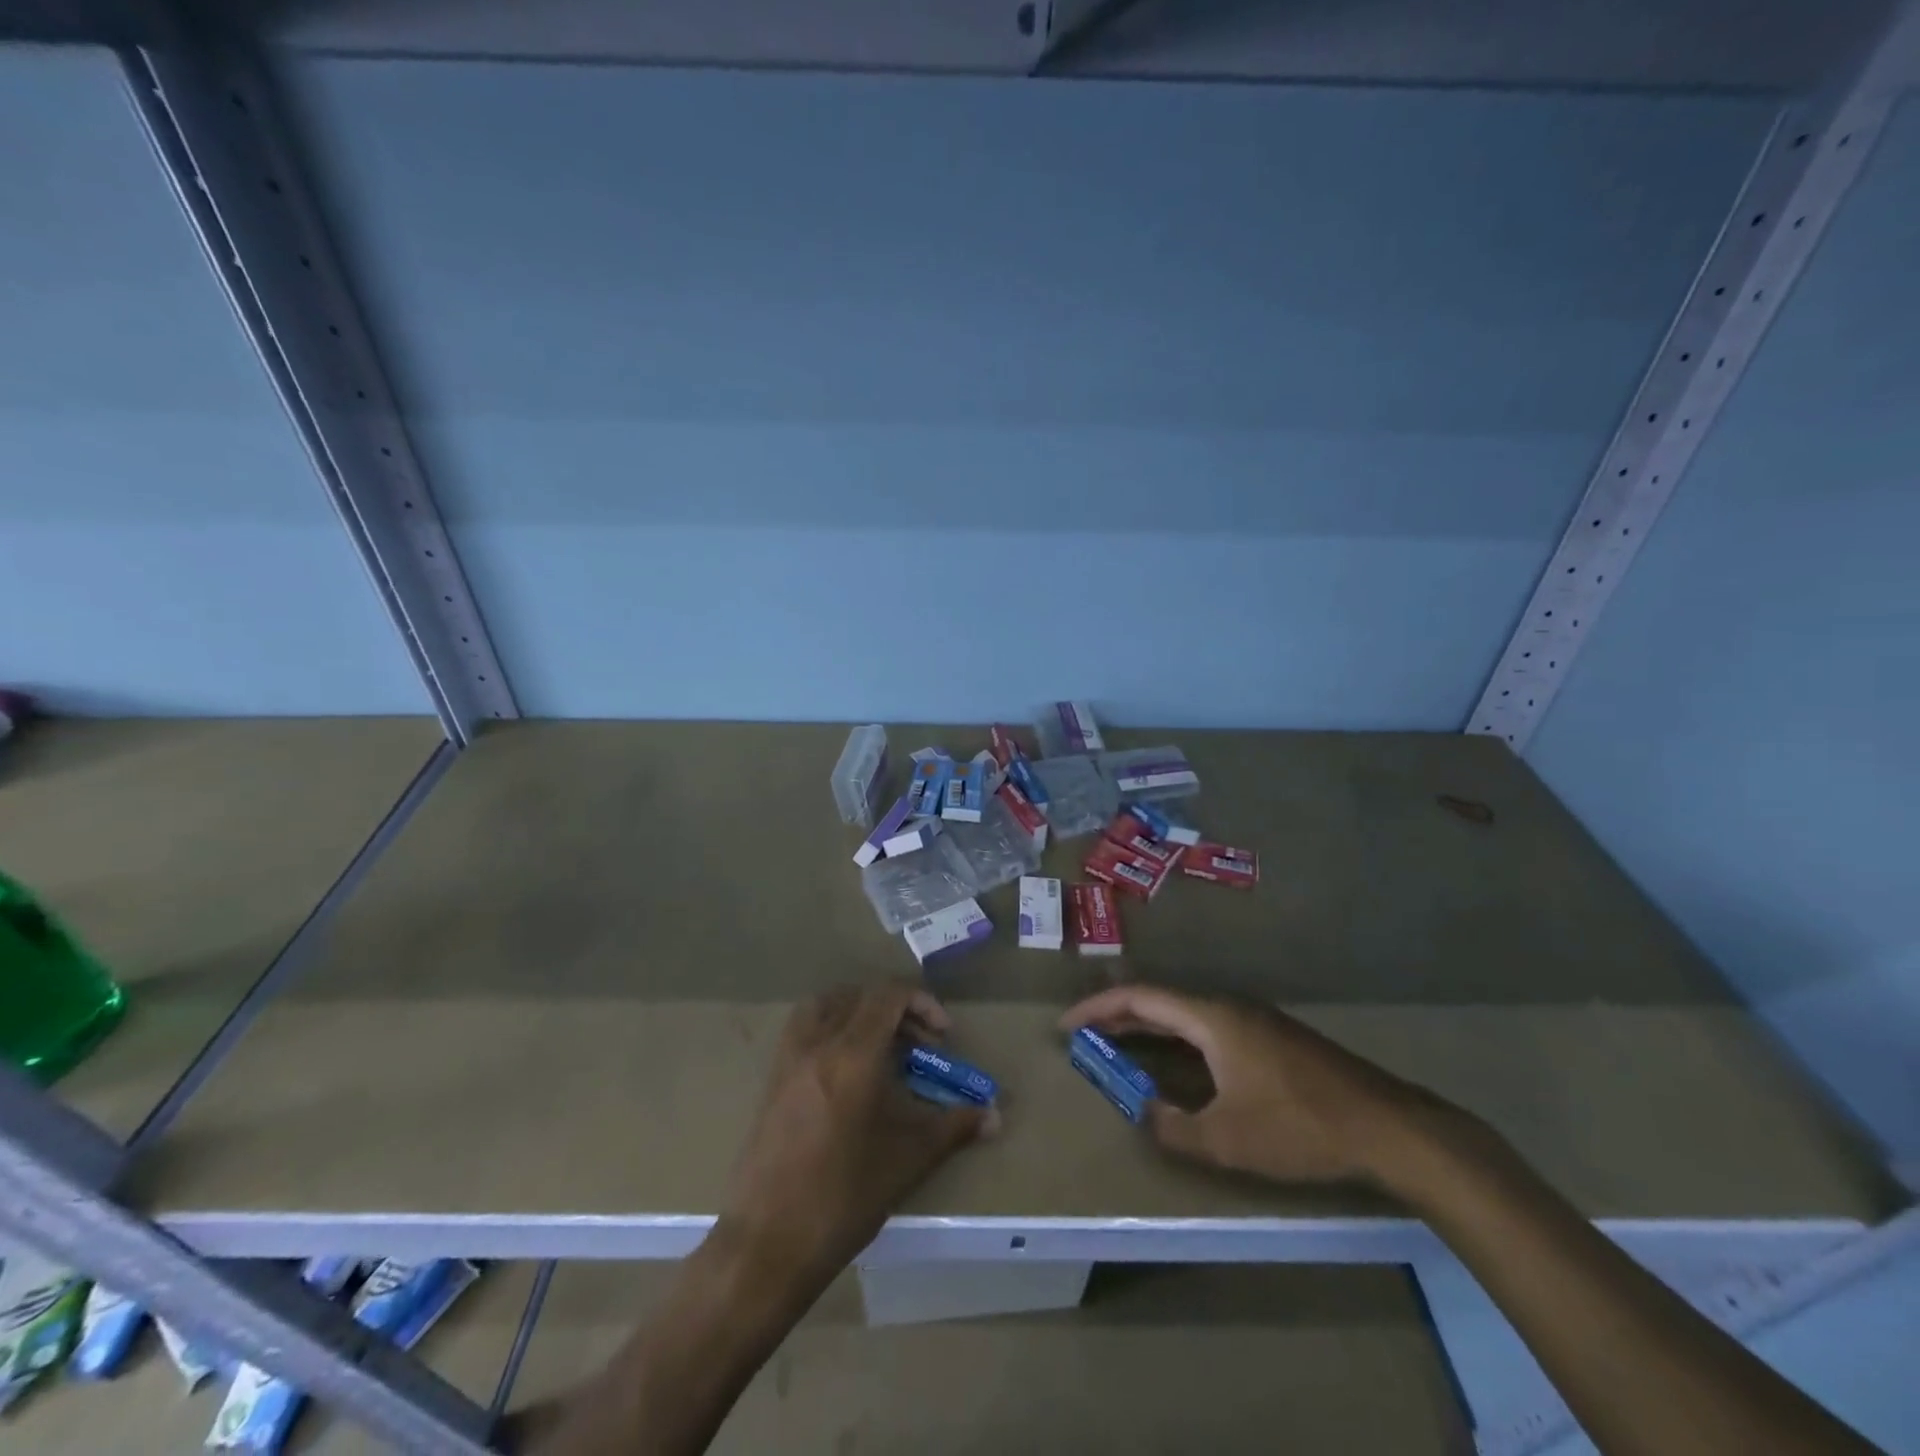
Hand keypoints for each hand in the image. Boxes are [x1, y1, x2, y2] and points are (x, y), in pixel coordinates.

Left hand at [717, 980, 992, 1290]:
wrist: (768, 1244)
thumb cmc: (844, 1197)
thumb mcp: (908, 1158)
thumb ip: (954, 1127)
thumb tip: (994, 1116)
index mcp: (852, 1053)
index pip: (888, 995)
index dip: (922, 1003)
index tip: (943, 1036)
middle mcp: (817, 1043)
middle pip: (859, 996)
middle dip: (896, 1010)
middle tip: (919, 1045)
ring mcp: (789, 1059)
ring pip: (825, 1005)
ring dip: (858, 1011)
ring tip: (882, 1046)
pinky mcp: (772, 1081)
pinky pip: (804, 1030)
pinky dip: (830, 1029)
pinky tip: (848, 1071)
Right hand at [1060, 985, 1452, 1187]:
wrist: (1388, 1126)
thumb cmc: (1299, 1126)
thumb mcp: (1228, 1138)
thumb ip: (1175, 1127)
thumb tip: (1144, 1112)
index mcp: (1211, 1017)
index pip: (1141, 999)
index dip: (1099, 1009)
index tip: (1067, 1025)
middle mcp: (1228, 1007)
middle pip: (1160, 1001)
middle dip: (1118, 1016)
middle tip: (1085, 1037)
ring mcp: (1254, 1020)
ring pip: (1186, 1013)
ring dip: (1149, 1027)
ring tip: (1120, 1047)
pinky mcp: (1272, 1038)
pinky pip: (1208, 1026)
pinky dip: (1177, 1038)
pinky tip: (1179, 1063)